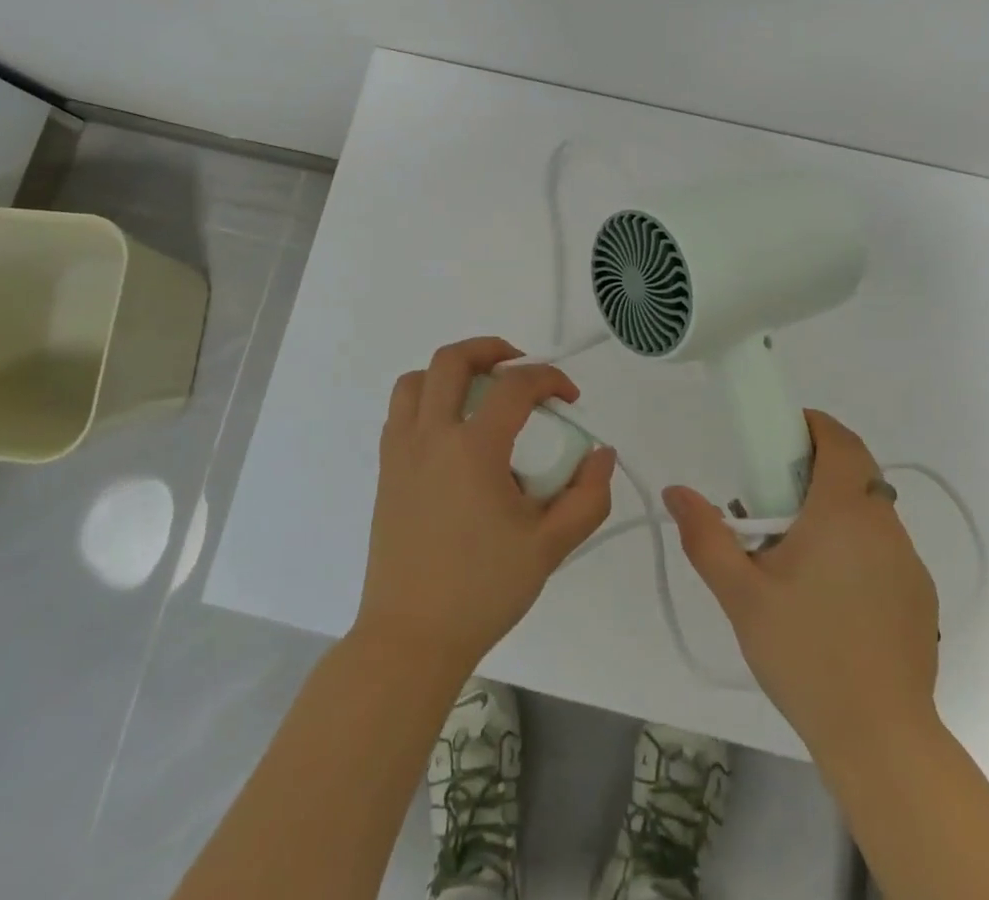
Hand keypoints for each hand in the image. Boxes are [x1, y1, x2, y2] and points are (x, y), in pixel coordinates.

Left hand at [354, 337, 616, 677]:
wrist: (411, 638)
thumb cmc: (483, 590)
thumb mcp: (551, 546)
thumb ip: (588, 496)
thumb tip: (602, 454)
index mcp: (473, 448)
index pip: (515, 386)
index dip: (549, 378)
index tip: (569, 397)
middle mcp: (431, 436)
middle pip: (452, 360)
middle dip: (491, 349)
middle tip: (519, 367)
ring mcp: (401, 452)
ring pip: (416, 381)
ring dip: (449, 372)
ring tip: (479, 393)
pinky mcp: (386, 472)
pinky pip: (400, 413)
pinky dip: (426, 401)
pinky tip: (452, 433)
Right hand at [663, 409, 939, 753]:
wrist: (881, 738)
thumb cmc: (805, 653)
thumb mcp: (740, 594)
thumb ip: (706, 536)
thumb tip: (675, 491)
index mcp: (843, 511)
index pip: (839, 440)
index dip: (812, 426)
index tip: (779, 436)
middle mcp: (883, 525)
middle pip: (856, 470)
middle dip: (817, 467)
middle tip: (774, 497)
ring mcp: (909, 562)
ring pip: (871, 510)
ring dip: (836, 508)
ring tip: (796, 552)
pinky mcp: (920, 596)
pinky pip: (884, 547)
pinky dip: (857, 544)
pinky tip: (831, 593)